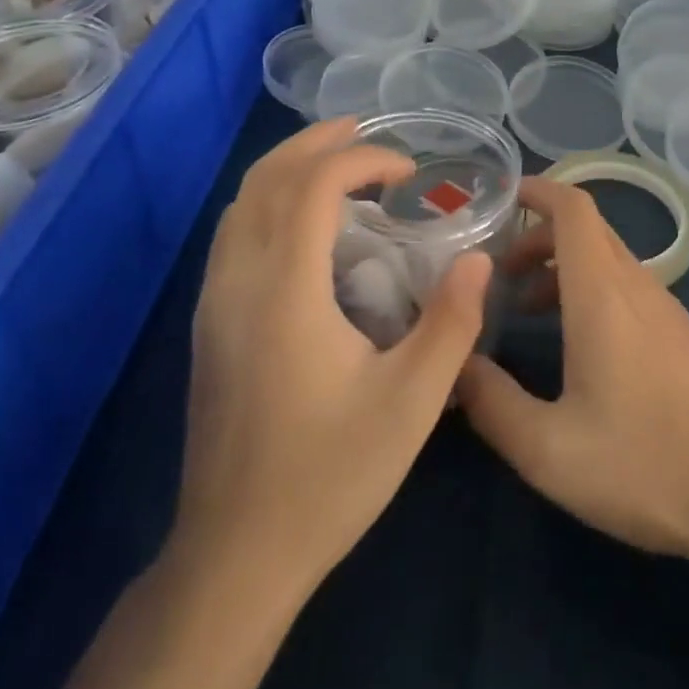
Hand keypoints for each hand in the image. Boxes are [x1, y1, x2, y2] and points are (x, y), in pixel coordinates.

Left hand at [174, 117, 490, 593]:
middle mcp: (238, 283)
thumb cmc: (328, 476)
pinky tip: (306, 225)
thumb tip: (479, 260)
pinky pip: (233, 234)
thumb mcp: (411, 405)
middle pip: (264, 180)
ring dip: (288, 169)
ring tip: (338, 163)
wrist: (235, 555)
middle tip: (366, 133)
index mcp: (284, 292)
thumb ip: (451, 324)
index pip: (311, 187)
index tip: (406, 170)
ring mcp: (214, 304)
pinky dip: (269, 202)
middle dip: (316, 143)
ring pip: (240, 204)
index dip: (360, 159)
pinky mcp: (210, 326)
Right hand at [456, 178, 688, 564]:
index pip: (573, 209)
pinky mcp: (683, 339)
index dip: (538, 191)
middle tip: (497, 273)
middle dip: (537, 237)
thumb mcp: (549, 448)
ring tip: (525, 311)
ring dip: (563, 269)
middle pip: (587, 231)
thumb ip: (491, 403)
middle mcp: (638, 287)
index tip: (500, 197)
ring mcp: (667, 311)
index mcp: (604, 293)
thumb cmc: (646, 464)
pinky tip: (577, 349)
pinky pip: (628, 290)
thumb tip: (454, 365)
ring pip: (608, 262)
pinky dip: (590, 293)